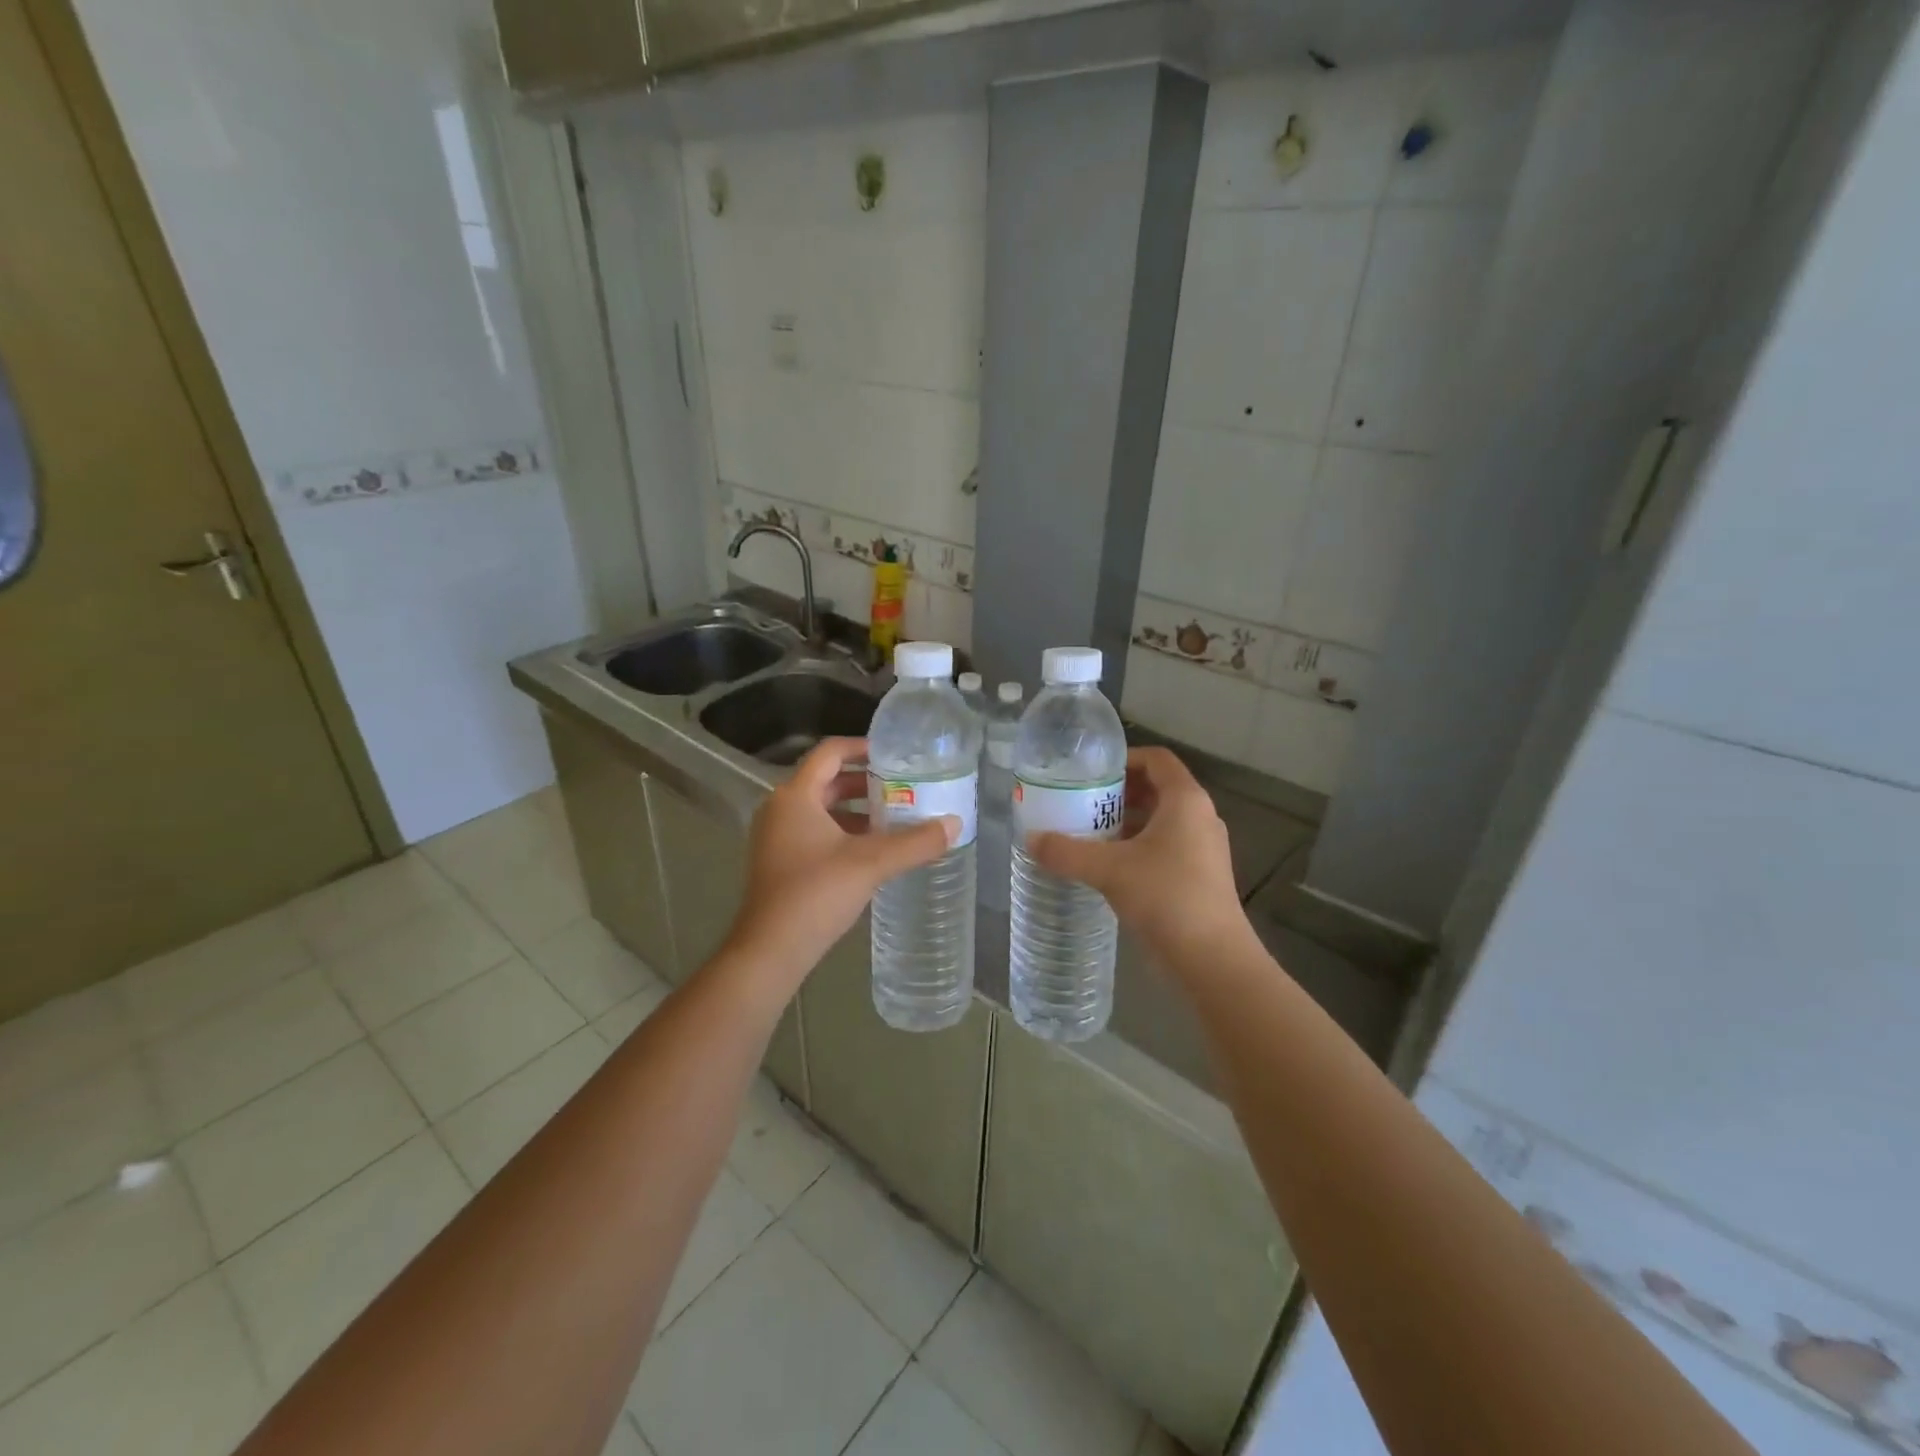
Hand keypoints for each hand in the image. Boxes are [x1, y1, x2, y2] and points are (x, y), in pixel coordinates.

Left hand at [726, 737, 958, 984]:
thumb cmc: (816, 893)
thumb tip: (955, 824)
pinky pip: (814, 832)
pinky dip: (843, 832)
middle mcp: (780, 808)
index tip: (895, 755)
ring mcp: (776, 836)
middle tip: (904, 788)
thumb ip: (915, 842)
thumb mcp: (872, 863)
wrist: (770, 950)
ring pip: (821, 809)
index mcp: (795, 796)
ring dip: (856, 810)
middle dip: (866, 783)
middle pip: (827, 780)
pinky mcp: (779, 861)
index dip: (862, 748)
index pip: (830, 752)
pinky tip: (872, 851)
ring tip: (895, 819)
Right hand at [1028, 747, 1252, 970]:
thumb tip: (1031, 839)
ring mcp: (1205, 847)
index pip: (1157, 759)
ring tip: (1091, 832)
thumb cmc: (1165, 897)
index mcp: (1185, 800)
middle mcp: (1201, 816)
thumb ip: (1066, 852)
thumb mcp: (1108, 870)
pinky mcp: (1203, 875)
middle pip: (1158, 788)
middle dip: (1120, 792)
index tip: (1091, 772)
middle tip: (1083, 801)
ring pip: (1163, 819)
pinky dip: (1140, 845)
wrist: (1212, 958)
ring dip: (1128, 821)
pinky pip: (1168, 845)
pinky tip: (1112, 866)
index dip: (1124, 758)